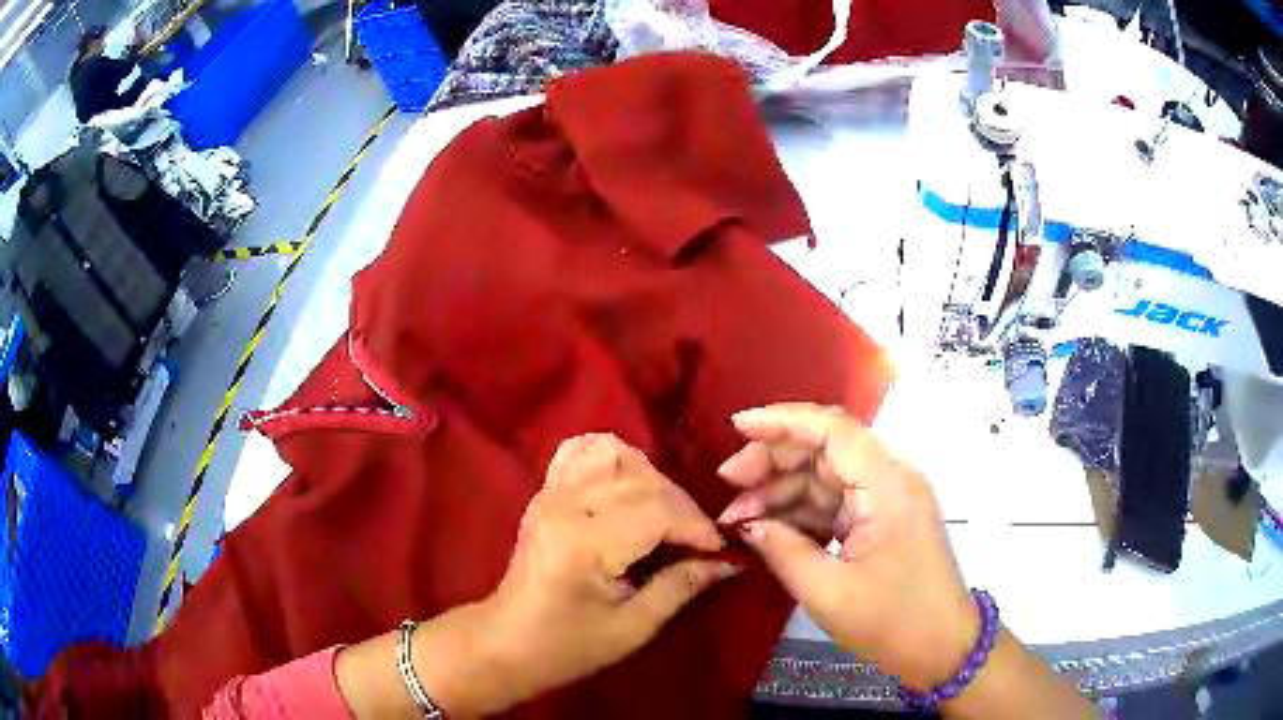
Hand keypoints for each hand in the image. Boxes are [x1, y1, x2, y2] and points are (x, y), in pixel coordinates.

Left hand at [481, 433, 739, 707]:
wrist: (506, 642)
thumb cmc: (568, 646)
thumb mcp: (632, 628)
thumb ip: (680, 587)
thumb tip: (727, 563)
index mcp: (584, 543)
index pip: (658, 510)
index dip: (697, 527)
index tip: (719, 550)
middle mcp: (565, 505)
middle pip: (642, 480)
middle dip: (682, 507)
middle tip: (696, 542)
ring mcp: (550, 492)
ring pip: (615, 454)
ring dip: (651, 479)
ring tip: (664, 514)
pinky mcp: (544, 492)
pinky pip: (581, 451)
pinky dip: (612, 458)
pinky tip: (627, 486)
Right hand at [716, 403, 976, 690]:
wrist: (943, 649)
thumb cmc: (892, 622)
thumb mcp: (829, 593)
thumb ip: (783, 550)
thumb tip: (747, 525)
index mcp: (887, 486)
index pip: (834, 429)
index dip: (783, 420)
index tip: (737, 426)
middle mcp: (891, 480)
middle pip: (826, 449)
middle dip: (773, 460)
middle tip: (727, 483)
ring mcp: (888, 500)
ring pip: (827, 476)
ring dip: (782, 491)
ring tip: (736, 518)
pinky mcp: (882, 520)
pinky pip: (836, 502)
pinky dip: (801, 512)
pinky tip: (769, 530)